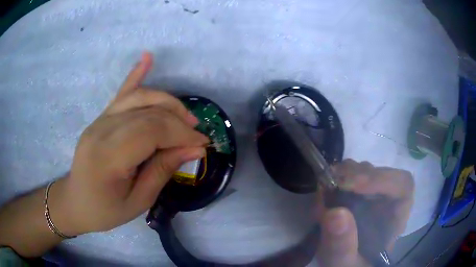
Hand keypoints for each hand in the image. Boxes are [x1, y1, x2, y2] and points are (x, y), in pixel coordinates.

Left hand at [49, 52, 208, 235]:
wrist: (76, 202)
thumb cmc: (105, 211)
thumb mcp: (138, 202)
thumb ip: (163, 170)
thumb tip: (194, 148)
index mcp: (108, 157)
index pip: (151, 131)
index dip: (181, 133)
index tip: (202, 143)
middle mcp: (101, 130)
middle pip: (148, 112)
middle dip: (179, 120)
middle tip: (197, 135)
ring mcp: (99, 120)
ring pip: (138, 97)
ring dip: (167, 102)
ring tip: (185, 116)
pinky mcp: (100, 118)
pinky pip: (120, 93)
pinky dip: (135, 74)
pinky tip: (148, 58)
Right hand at [316, 159, 413, 266]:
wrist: (344, 265)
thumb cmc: (350, 266)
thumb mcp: (344, 264)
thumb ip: (342, 247)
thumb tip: (335, 213)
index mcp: (395, 218)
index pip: (403, 185)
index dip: (381, 179)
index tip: (352, 185)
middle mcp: (388, 202)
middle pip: (381, 174)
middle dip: (356, 176)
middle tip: (330, 185)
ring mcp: (373, 196)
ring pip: (365, 171)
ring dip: (344, 175)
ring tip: (325, 189)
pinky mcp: (358, 194)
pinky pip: (351, 175)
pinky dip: (337, 178)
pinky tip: (325, 191)